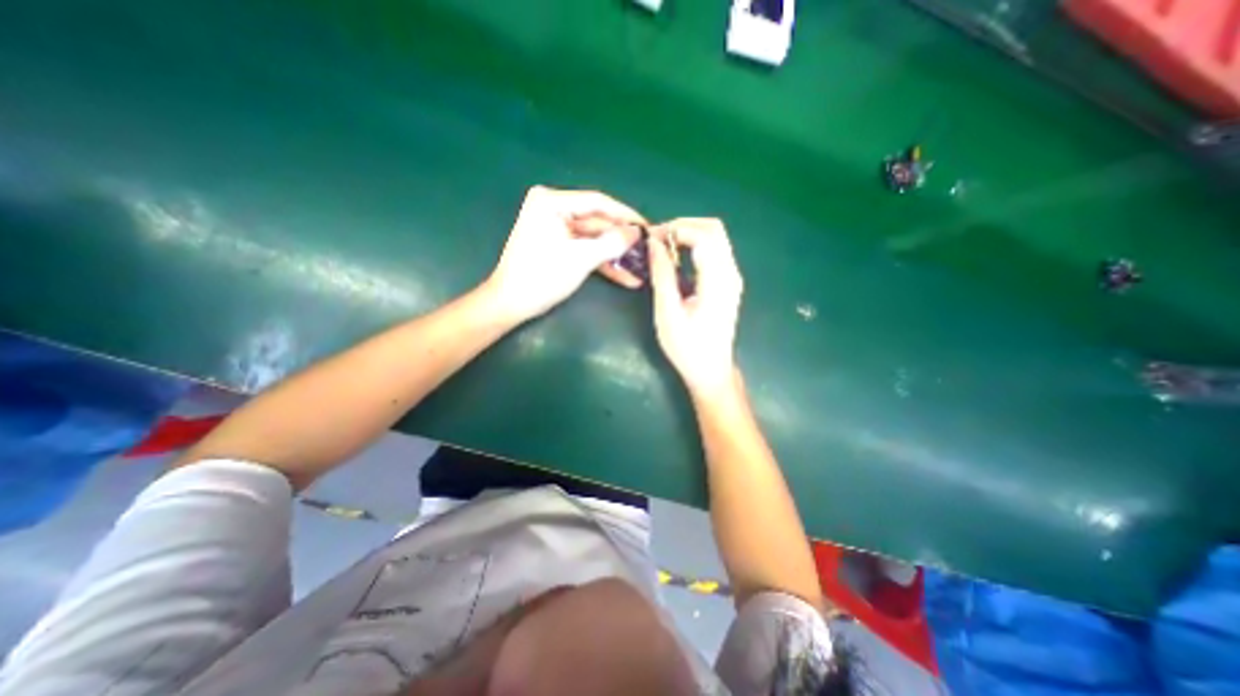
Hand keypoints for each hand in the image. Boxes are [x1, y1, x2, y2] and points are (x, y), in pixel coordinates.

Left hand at [485, 184, 644, 319]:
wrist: (511, 304)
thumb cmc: (542, 277)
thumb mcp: (580, 258)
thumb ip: (612, 243)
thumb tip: (636, 232)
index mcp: (552, 202)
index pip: (598, 202)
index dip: (626, 215)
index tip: (648, 227)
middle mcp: (554, 209)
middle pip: (598, 222)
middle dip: (622, 240)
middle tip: (648, 249)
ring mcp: (556, 228)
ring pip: (595, 239)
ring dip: (616, 255)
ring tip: (642, 266)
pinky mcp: (558, 245)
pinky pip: (585, 250)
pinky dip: (603, 263)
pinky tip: (626, 276)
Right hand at [650, 217, 744, 394]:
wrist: (711, 371)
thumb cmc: (687, 347)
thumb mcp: (668, 312)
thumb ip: (662, 275)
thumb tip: (654, 243)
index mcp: (718, 280)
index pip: (704, 235)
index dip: (677, 229)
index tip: (652, 238)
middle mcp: (731, 273)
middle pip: (714, 229)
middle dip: (683, 226)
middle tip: (657, 240)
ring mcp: (732, 278)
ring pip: (715, 238)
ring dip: (688, 235)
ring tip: (663, 248)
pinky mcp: (728, 283)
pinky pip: (714, 252)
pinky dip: (694, 246)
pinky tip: (676, 259)